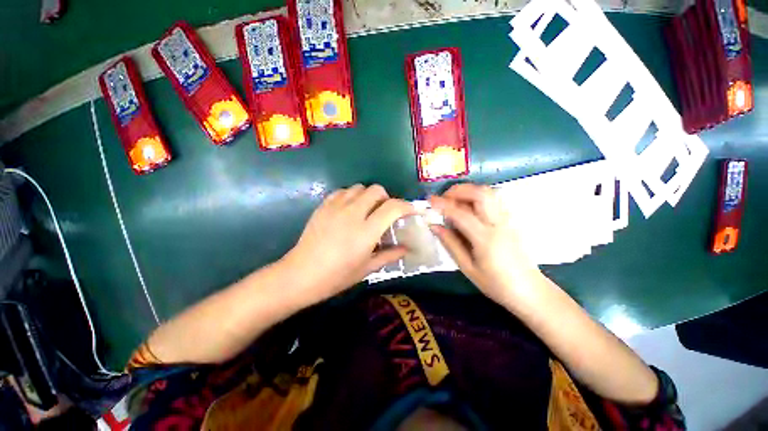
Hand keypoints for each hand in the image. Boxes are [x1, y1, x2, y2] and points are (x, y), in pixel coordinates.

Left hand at [284, 184, 413, 302]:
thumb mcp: (367, 268)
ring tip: (367, 210)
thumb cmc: (337, 276)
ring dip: (368, 196)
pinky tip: (350, 209)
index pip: (392, 207)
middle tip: (386, 212)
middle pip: (376, 190)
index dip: (406, 206)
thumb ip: (389, 255)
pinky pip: (343, 191)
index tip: (411, 210)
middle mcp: (353, 213)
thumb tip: (406, 249)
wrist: (301, 274)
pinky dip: (352, 196)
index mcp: (366, 231)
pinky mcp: (323, 206)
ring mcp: (336, 207)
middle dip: (386, 198)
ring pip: (360, 187)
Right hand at [429, 183, 541, 304]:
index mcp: (486, 239)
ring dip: (469, 191)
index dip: (443, 205)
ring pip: (489, 193)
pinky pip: (494, 200)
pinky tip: (469, 208)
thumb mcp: (467, 267)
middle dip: (459, 190)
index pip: (461, 214)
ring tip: (454, 201)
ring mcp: (508, 220)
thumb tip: (434, 225)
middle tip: (444, 198)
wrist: (530, 290)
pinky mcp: (511, 220)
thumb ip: (450, 243)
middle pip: (480, 193)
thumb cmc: (496, 284)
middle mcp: (499, 224)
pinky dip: (478, 197)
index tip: (430, 201)